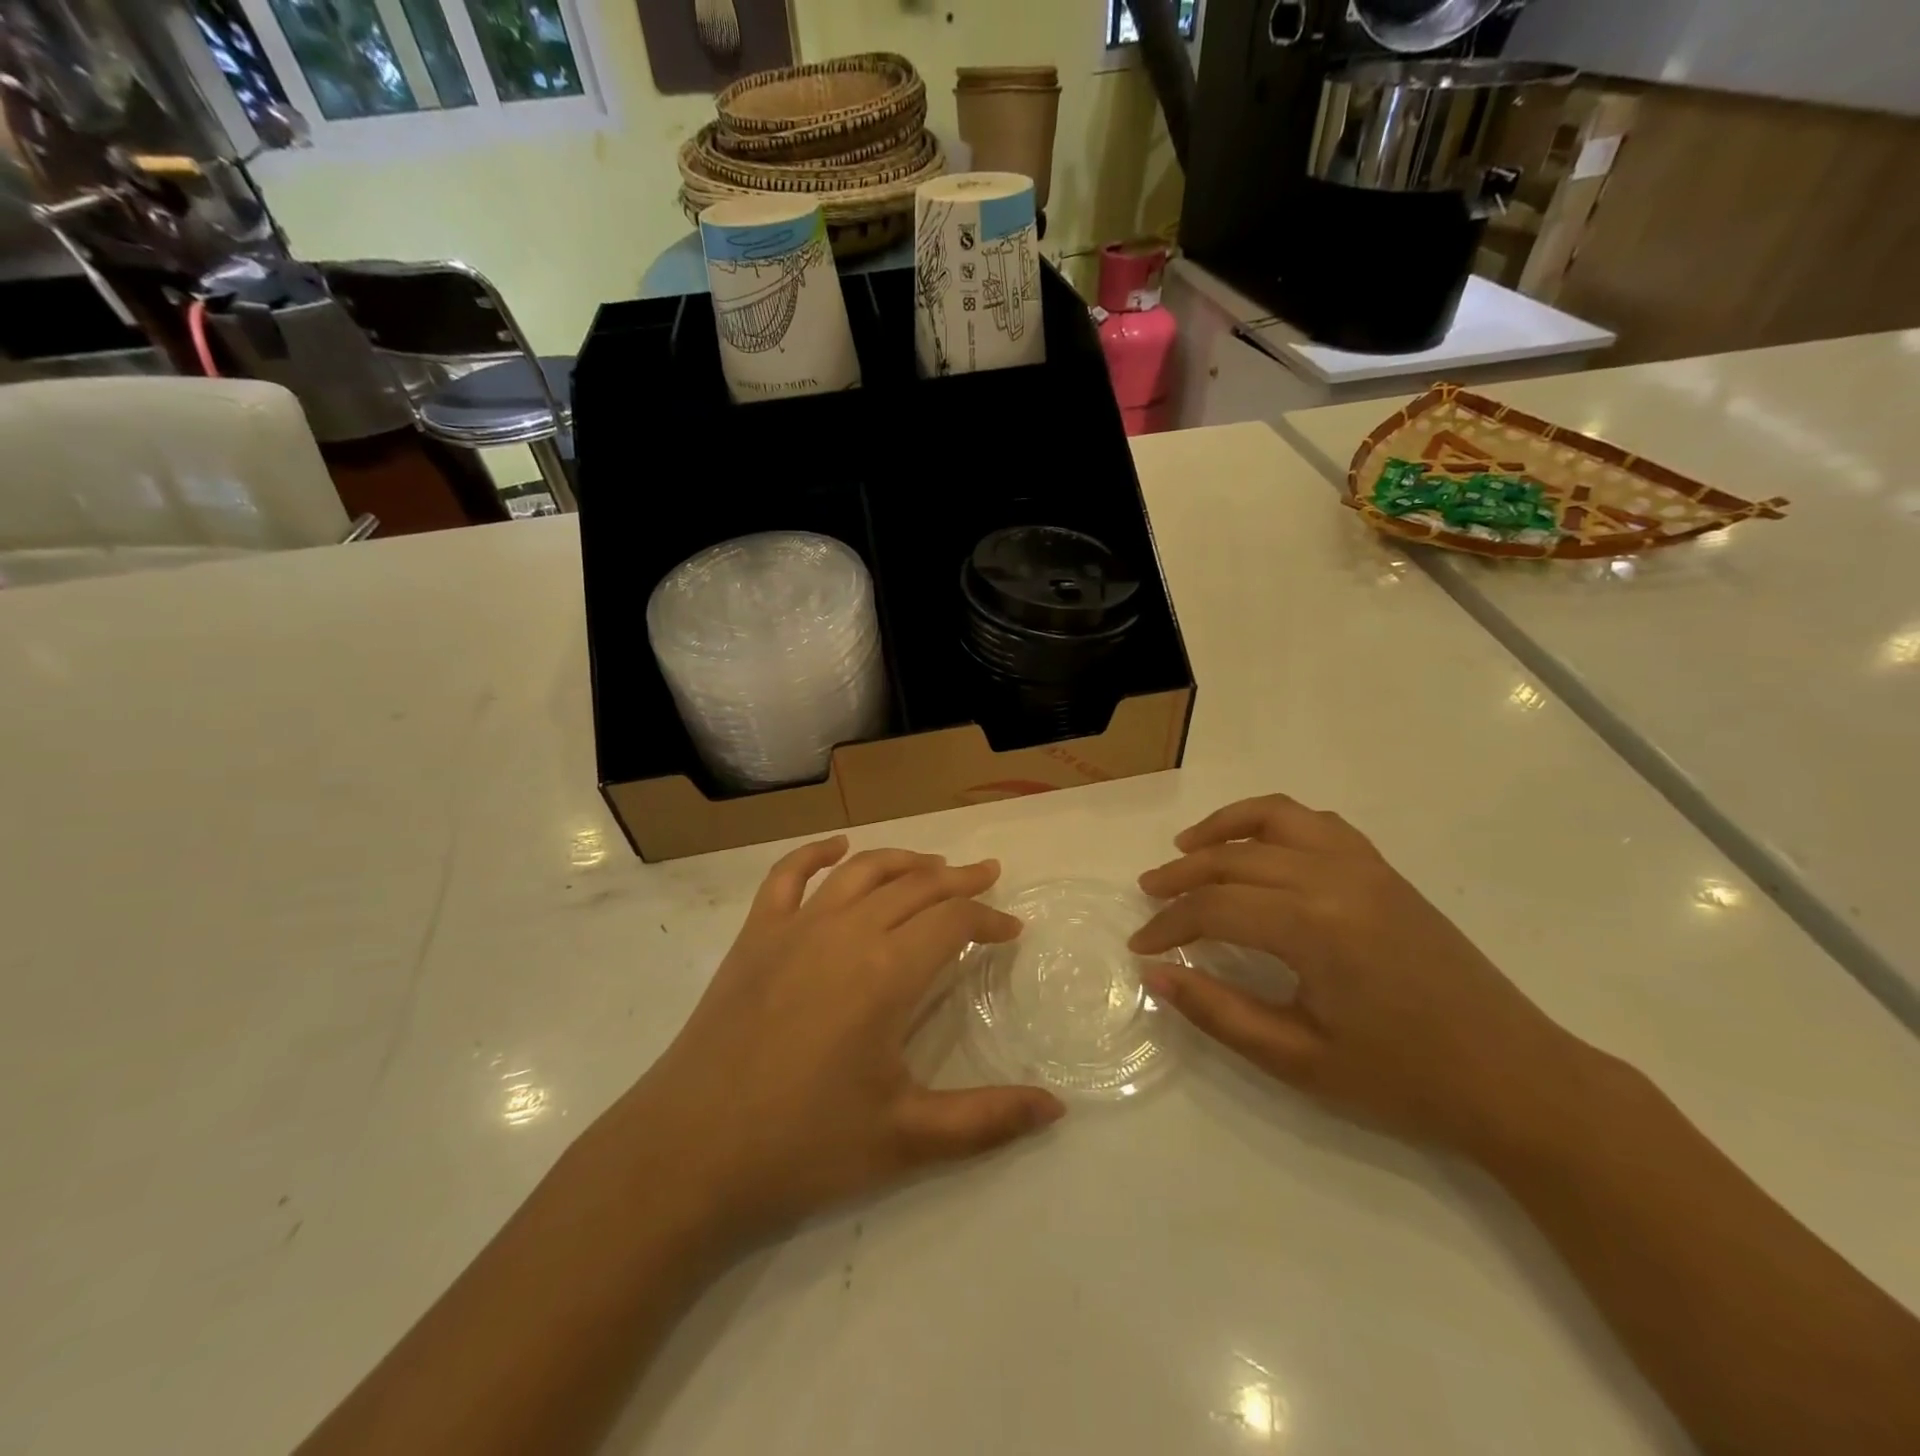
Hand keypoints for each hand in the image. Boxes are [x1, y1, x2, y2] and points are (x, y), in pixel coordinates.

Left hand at [607, 838, 1064, 1249]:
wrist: (687, 1154)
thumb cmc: (802, 1147)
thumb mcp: (906, 1140)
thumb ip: (987, 1120)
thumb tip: (1057, 1108)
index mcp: (886, 972)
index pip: (954, 923)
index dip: (989, 920)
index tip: (1012, 931)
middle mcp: (845, 932)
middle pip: (914, 887)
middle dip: (958, 879)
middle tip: (988, 876)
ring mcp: (794, 928)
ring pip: (861, 871)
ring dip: (903, 861)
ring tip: (932, 864)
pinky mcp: (754, 937)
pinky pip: (787, 876)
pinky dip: (815, 853)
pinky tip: (837, 848)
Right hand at [1131, 795, 1587, 1156]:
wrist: (1516, 1078)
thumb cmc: (1404, 1080)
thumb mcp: (1299, 1059)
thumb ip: (1219, 1012)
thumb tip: (1157, 974)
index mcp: (1314, 927)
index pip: (1215, 907)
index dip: (1168, 923)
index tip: (1140, 944)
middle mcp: (1335, 878)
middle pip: (1234, 858)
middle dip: (1182, 875)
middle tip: (1148, 894)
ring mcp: (1365, 867)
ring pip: (1275, 819)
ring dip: (1223, 829)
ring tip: (1188, 848)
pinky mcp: (1384, 870)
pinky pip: (1317, 823)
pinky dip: (1273, 823)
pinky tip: (1257, 850)